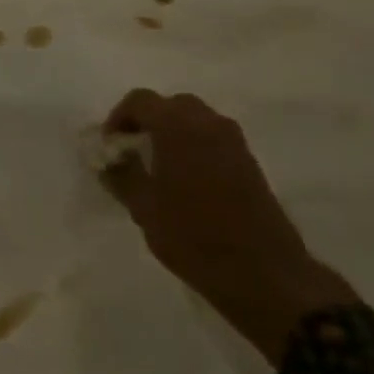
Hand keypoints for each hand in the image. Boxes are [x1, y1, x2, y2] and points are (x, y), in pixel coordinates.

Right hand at [101, 89, 359, 363]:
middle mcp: (209, 125)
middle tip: (132, 151)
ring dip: (172, 133)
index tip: (111, 146)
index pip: (140, 100)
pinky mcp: (249, 163)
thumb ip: (121, 174)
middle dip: (148, 121)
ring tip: (157, 167)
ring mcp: (235, 143)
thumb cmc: (192, 236)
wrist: (263, 273)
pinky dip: (193, 146)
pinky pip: (213, 139)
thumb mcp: (143, 207)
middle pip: (171, 105)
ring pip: (196, 120)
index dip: (119, 118)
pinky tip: (184, 180)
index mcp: (178, 128)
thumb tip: (110, 158)